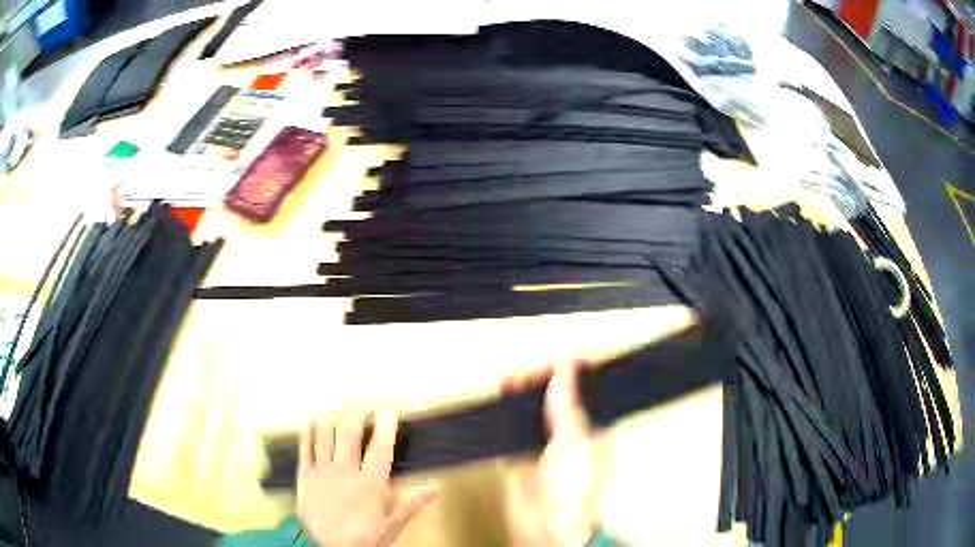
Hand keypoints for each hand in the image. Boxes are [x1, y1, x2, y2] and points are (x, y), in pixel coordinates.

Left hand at [297, 412, 436, 546]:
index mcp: (369, 483)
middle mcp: (345, 470)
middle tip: (364, 404)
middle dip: (358, 414)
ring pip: (326, 435)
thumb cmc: (359, 539)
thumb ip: (409, 505)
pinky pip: (305, 447)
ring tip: (339, 409)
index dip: (386, 427)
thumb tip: (434, 487)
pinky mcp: (305, 474)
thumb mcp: (390, 527)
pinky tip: (312, 420)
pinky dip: (309, 431)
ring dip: (333, 419)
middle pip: (350, 433)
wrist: (320, 546)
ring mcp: (322, 470)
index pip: (380, 448)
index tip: (390, 411)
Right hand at [504, 361, 602, 546]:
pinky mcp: (521, 457)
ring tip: (513, 381)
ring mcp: (544, 446)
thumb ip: (566, 405)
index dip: (571, 372)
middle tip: (528, 372)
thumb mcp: (574, 441)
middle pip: (555, 397)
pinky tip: (502, 403)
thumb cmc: (576, 494)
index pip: (584, 390)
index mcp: (593, 429)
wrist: (548, 528)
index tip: (556, 360)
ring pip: (532, 411)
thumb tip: (564, 370)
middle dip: (542, 380)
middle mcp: (569, 435)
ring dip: (522, 394)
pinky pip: (511, 429)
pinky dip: (505, 414)